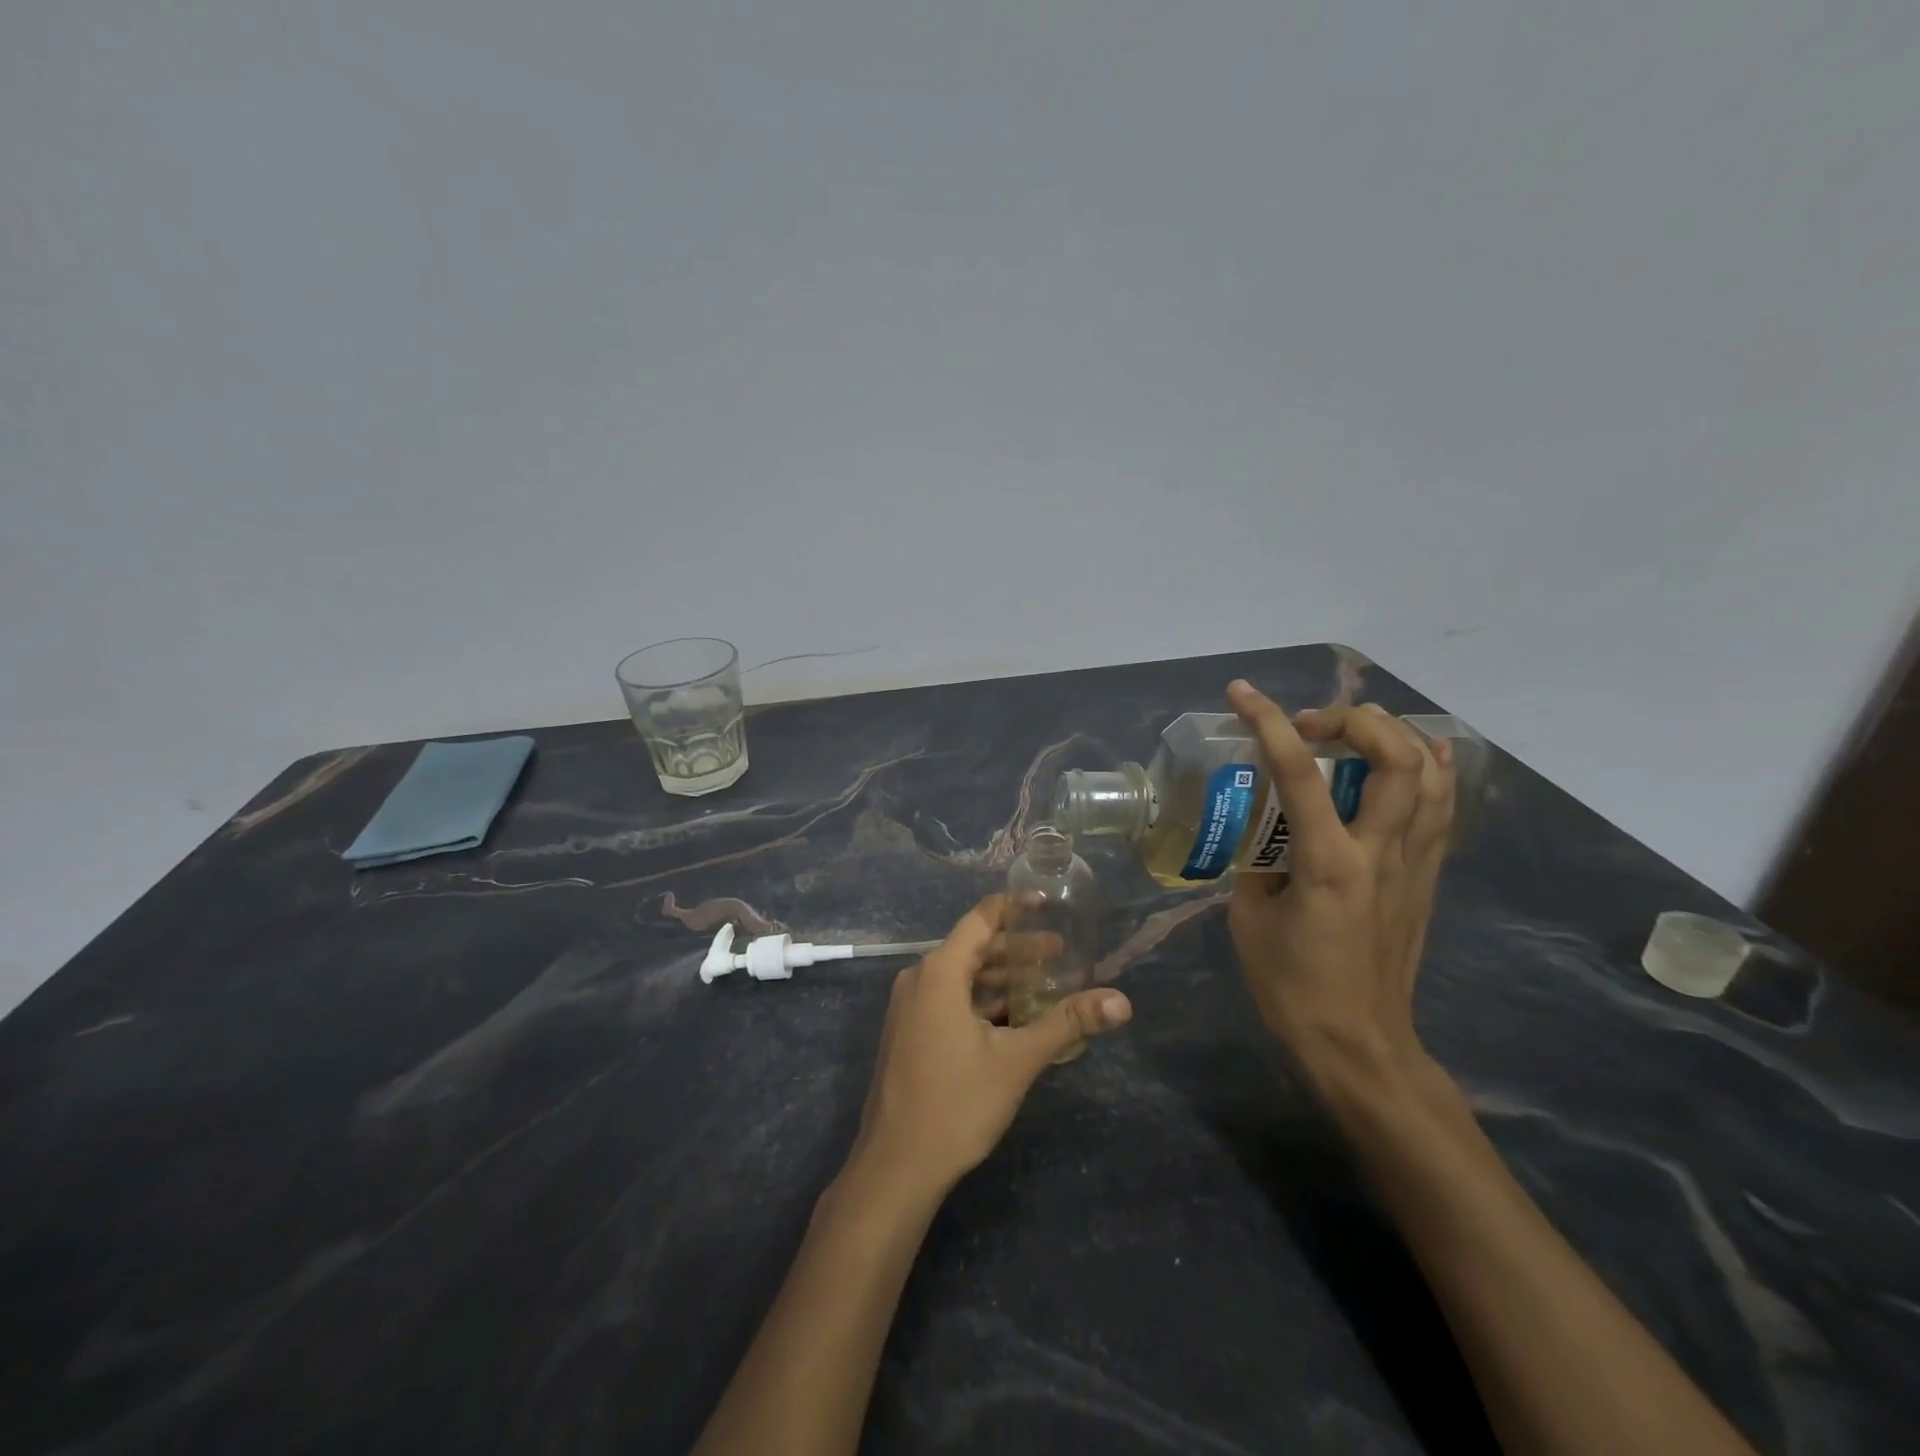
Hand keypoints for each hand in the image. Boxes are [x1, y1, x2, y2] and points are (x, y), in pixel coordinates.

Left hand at [846, 895, 1131, 1200]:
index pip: (981, 919)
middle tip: (1061, 953)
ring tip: (1044, 984)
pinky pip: (949, 999)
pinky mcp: (909, 1032)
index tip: (1047, 903)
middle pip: (973, 947)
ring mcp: (910, 1007)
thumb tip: (1122, 1002)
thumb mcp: (1017, 1061)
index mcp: (939, 972)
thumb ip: (1067, 1023)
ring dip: (1000, 977)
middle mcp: (919, 979)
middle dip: (1017, 948)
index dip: (1014, 907)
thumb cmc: (956, 1104)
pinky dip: (981, 1000)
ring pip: (961, 976)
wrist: (896, 1166)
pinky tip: (1012, 1018)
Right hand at [1224, 680, 1454, 1085]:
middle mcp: (1381, 852)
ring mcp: (1414, 864)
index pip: (1300, 773)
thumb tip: (1264, 836)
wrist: (1359, 1044)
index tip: (1242, 694)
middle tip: (1310, 725)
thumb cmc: (1292, 987)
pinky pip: (1440, 807)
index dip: (1269, 723)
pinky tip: (1412, 757)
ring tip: (1354, 732)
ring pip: (1431, 775)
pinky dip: (1429, 769)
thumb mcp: (1249, 918)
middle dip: (1353, 720)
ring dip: (1394, 736)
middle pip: (1396, 757)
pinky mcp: (1427, 878)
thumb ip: (1256, 864)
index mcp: (1329, 863)